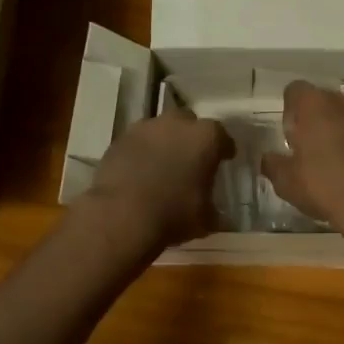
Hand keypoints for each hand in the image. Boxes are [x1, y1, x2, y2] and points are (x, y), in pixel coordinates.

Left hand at [82, 107, 234, 249]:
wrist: (121, 215)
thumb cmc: (173, 214)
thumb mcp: (205, 219)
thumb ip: (213, 211)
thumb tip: (218, 217)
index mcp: (205, 137)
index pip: (222, 137)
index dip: (223, 149)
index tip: (224, 159)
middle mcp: (176, 123)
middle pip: (188, 123)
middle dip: (190, 138)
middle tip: (191, 159)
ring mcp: (144, 128)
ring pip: (160, 130)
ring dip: (164, 143)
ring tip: (162, 166)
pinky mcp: (119, 139)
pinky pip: (137, 143)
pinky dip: (141, 153)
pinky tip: (139, 173)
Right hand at [262, 81, 343, 245]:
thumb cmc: (326, 187)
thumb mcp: (288, 183)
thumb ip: (274, 165)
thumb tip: (268, 158)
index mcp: (315, 104)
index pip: (295, 91)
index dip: (290, 112)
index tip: (292, 136)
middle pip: (327, 101)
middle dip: (320, 119)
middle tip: (314, 150)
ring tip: (342, 162)